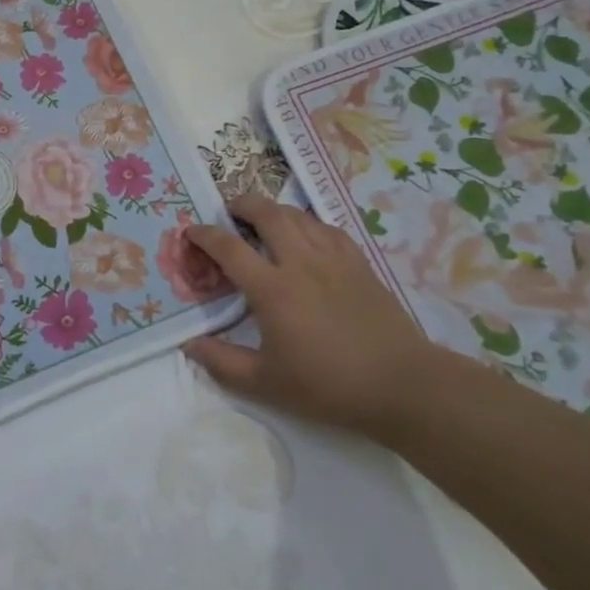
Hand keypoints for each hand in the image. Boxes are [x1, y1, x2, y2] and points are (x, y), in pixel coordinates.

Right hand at [184, 195, 447, 439]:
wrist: (401, 385)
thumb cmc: (328, 386)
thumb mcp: (265, 383)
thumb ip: (221, 362)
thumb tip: (188, 344)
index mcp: (272, 289)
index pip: (229, 247)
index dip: (204, 234)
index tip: (190, 233)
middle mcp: (300, 263)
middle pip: (267, 212)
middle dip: (241, 204)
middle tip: (228, 211)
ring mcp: (334, 259)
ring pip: (298, 215)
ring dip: (274, 210)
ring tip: (263, 220)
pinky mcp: (359, 264)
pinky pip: (327, 228)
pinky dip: (307, 224)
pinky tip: (306, 236)